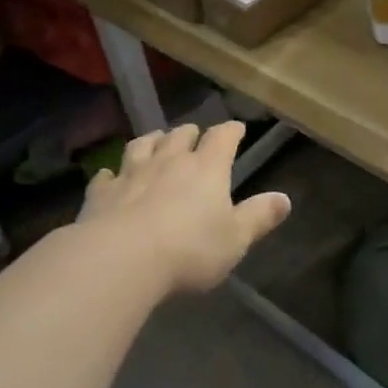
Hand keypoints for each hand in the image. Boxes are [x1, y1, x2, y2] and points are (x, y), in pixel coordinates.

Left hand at [78, 121, 290, 296]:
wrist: (121, 258)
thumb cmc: (189, 250)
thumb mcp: (235, 239)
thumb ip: (259, 217)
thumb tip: (285, 199)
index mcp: (207, 169)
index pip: (222, 138)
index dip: (231, 131)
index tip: (237, 129)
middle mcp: (169, 161)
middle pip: (180, 136)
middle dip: (190, 133)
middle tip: (194, 135)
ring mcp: (132, 173)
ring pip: (142, 145)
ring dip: (152, 141)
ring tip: (156, 140)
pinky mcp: (102, 193)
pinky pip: (106, 176)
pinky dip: (110, 173)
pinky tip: (109, 175)